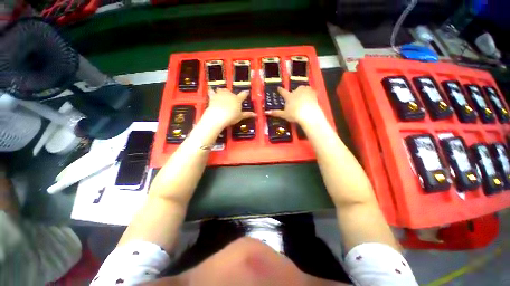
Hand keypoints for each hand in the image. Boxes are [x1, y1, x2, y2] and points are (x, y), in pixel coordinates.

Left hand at [204, 88, 256, 128]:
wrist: (218, 115)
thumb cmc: (231, 116)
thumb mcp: (240, 117)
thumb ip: (247, 115)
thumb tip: (256, 115)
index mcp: (237, 99)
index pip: (243, 95)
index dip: (245, 93)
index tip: (247, 92)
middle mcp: (230, 95)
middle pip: (231, 92)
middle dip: (231, 94)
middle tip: (231, 99)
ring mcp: (221, 94)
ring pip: (222, 90)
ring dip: (223, 92)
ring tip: (222, 94)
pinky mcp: (213, 96)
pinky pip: (212, 92)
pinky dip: (212, 92)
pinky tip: (211, 92)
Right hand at [265, 86, 322, 123]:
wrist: (309, 114)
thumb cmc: (294, 114)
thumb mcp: (284, 115)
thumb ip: (276, 113)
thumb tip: (267, 113)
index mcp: (289, 96)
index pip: (283, 92)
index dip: (280, 90)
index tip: (279, 88)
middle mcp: (297, 91)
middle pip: (295, 90)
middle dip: (295, 93)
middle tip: (295, 100)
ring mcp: (306, 91)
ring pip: (303, 89)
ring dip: (303, 92)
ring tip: (303, 99)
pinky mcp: (314, 93)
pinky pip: (311, 92)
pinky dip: (310, 95)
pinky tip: (310, 100)